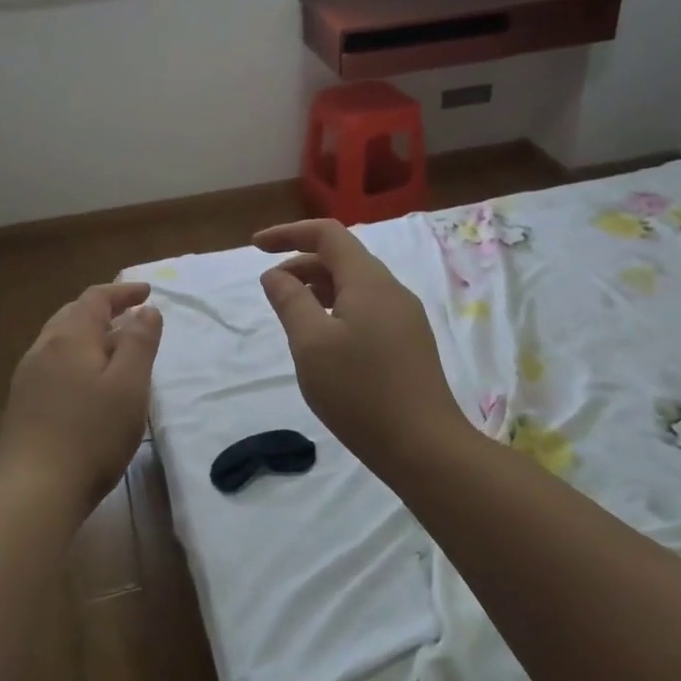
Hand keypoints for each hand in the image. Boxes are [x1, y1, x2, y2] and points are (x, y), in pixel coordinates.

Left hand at [0, 282, 163, 518]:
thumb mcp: (130, 386)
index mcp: (70, 338)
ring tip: (112, 348)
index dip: (123, 291)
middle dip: (104, 310)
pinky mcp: (21, 404)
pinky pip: (51, 364)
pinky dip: (74, 358)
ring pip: (59, 340)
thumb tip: (146, 310)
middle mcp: (43, 349)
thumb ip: (140, 343)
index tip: (148, 292)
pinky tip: (85, 383)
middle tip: (131, 317)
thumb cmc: (92, 435)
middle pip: (73, 315)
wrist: (35, 490)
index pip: (96, 298)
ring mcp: (26, 377)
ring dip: (88, 335)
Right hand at [255, 220, 471, 468]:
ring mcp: (405, 318)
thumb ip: (290, 301)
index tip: (256, 246)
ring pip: (355, 286)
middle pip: (342, 259)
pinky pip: (366, 310)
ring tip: (293, 316)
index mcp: (369, 281)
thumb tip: (276, 274)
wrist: (424, 447)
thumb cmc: (360, 391)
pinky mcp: (408, 343)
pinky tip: (324, 342)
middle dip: (301, 264)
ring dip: (319, 289)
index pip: (327, 234)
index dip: (289, 233)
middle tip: (271, 291)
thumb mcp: (311, 344)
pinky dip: (337, 310)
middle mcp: (391, 291)